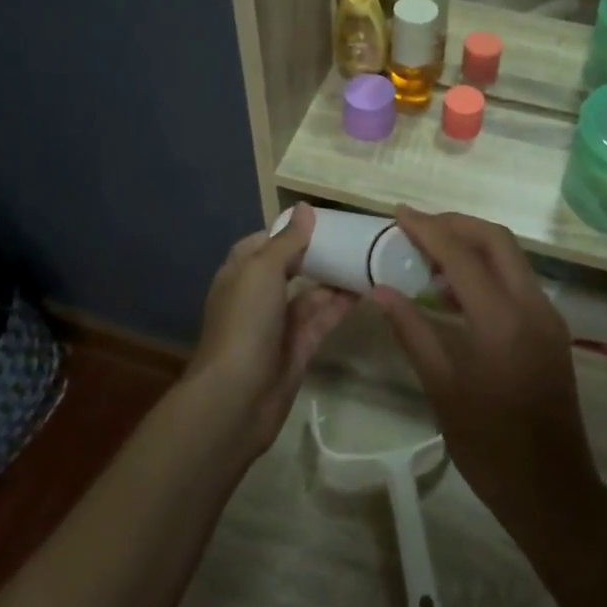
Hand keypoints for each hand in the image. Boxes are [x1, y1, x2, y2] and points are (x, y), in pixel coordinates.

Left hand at [185, 205, 356, 461]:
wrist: (237, 398)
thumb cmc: (245, 322)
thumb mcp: (262, 270)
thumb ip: (287, 241)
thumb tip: (304, 208)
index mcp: (240, 273)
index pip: (264, 243)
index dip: (289, 230)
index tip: (323, 220)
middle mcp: (258, 296)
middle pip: (290, 268)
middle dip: (318, 254)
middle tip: (354, 238)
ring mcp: (279, 324)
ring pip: (311, 294)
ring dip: (335, 278)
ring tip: (369, 259)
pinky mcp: (299, 348)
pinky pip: (323, 319)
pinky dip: (342, 305)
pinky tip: (368, 290)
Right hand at [372, 208, 605, 547]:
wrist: (552, 489)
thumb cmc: (488, 446)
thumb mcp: (441, 388)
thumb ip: (411, 331)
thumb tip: (379, 291)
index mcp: (501, 321)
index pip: (460, 255)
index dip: (427, 229)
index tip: (398, 213)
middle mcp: (532, 306)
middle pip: (496, 239)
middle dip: (456, 224)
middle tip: (417, 227)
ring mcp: (548, 315)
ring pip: (512, 256)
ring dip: (473, 244)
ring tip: (430, 255)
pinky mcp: (553, 328)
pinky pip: (518, 280)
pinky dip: (488, 270)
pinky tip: (457, 290)